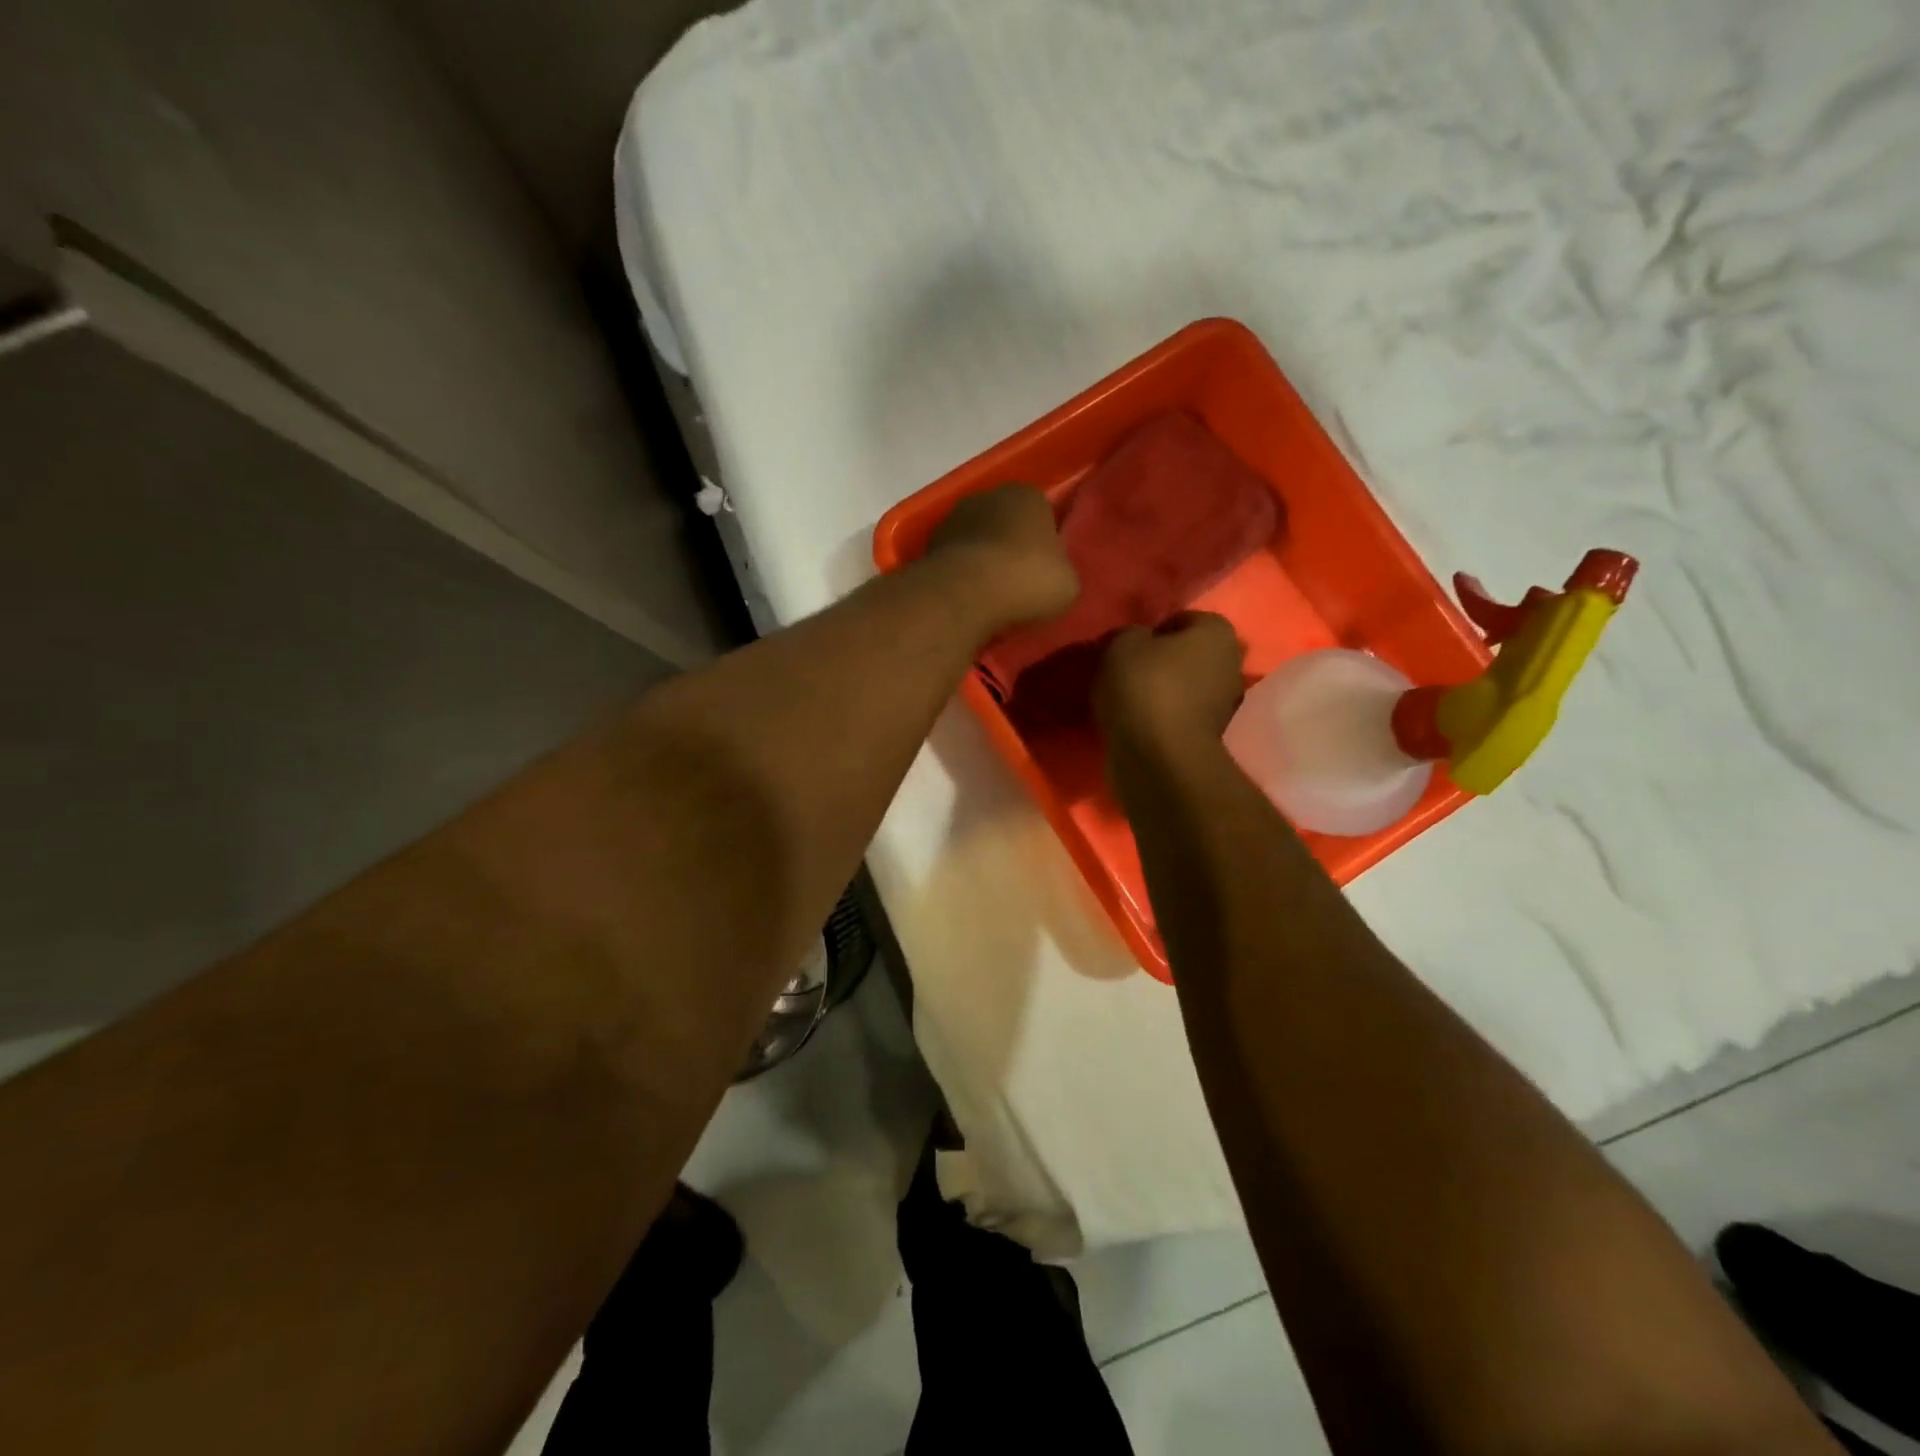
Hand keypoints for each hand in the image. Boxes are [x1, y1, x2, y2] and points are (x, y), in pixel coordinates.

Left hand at [924, 485, 1078, 629]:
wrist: (965, 594)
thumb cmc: (1027, 580)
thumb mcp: (1068, 583)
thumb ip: (1061, 570)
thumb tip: (1051, 575)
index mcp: (1028, 496)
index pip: (1041, 514)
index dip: (1044, 544)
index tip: (1044, 571)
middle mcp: (987, 496)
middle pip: (1005, 524)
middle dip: (1009, 549)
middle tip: (1018, 585)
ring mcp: (953, 518)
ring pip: (976, 541)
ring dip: (981, 562)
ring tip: (990, 597)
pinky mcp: (928, 545)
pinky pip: (954, 561)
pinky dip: (960, 576)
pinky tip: (967, 600)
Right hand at [1096, 613, 1246, 750]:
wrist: (1158, 757)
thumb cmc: (1144, 687)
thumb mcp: (1121, 644)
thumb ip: (1131, 634)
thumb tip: (1137, 641)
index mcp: (1218, 632)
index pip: (1184, 619)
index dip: (1154, 630)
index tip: (1129, 647)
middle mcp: (1232, 664)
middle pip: (1190, 655)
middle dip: (1163, 661)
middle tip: (1128, 671)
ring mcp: (1226, 704)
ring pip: (1187, 687)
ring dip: (1164, 691)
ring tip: (1129, 700)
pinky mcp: (1212, 737)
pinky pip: (1181, 716)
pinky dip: (1164, 717)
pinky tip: (1139, 722)